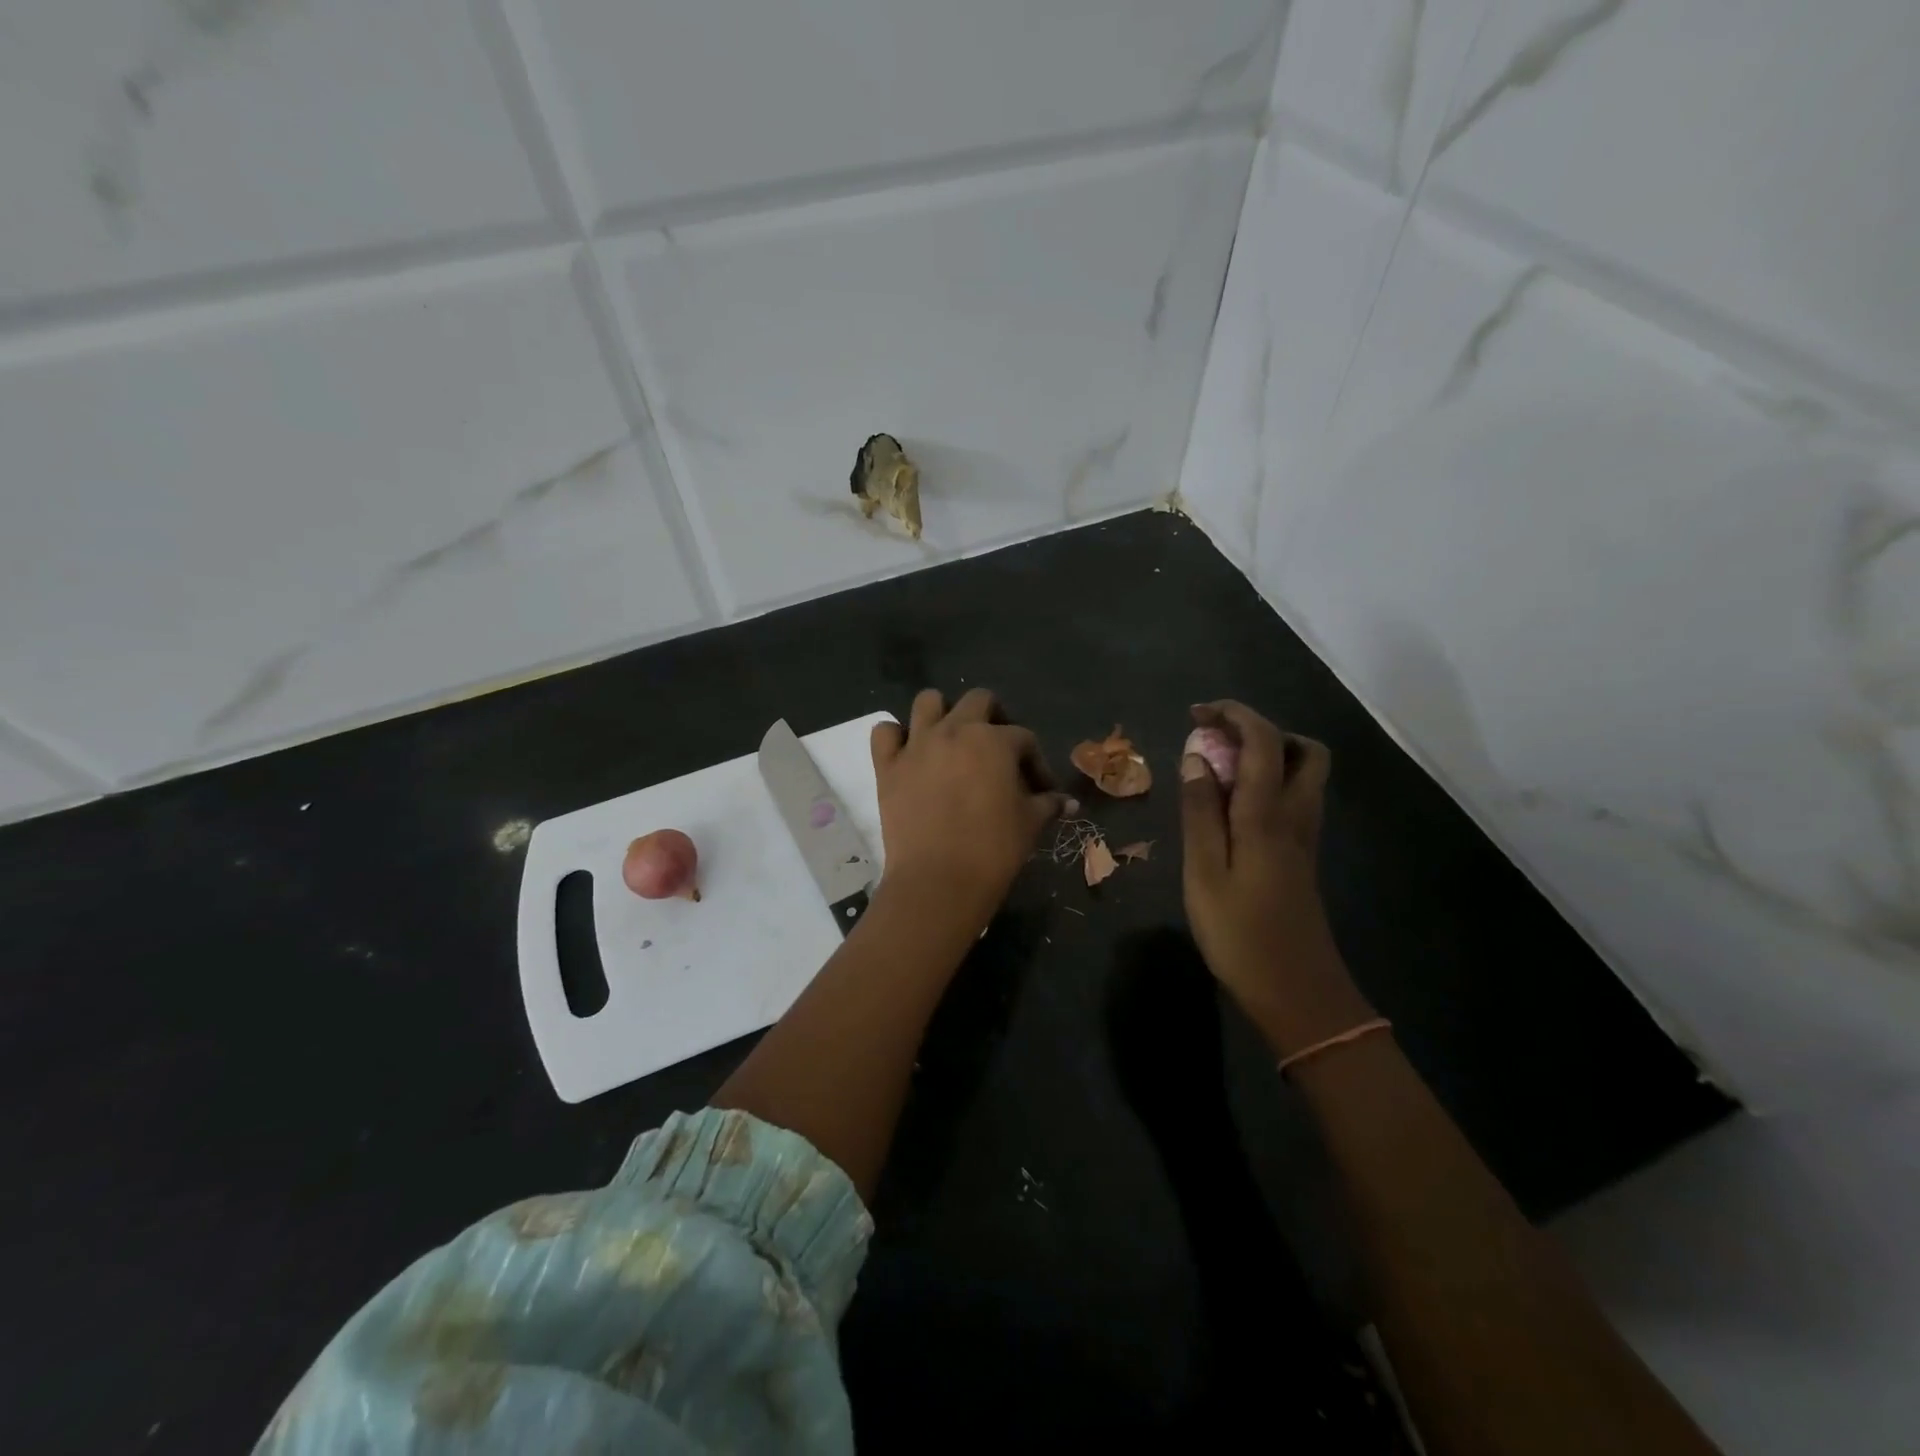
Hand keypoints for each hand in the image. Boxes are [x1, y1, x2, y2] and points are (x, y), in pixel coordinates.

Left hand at [870, 688, 1070, 932]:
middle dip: (994, 717)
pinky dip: (895, 736)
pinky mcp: (888, 766)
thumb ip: (1048, 804)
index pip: (1024, 738)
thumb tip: (1067, 801)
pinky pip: (884, 732)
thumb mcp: (1030, 824)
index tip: (1041, 790)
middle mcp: (955, 730)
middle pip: (978, 700)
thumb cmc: (993, 849)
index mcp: (994, 740)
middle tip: (998, 750)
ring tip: (951, 740)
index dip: (1036, 762)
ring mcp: (917, 745)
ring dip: (942, 713)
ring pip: (928, 701)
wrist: (938, 880)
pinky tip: (908, 753)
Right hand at [1179, 701, 1372, 1055]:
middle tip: (1217, 742)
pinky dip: (1267, 784)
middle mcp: (1296, 815)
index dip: (1234, 715)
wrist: (1297, 993)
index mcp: (1268, 814)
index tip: (1197, 713)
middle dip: (1262, 730)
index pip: (1264, 741)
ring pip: (1303, 775)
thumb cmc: (1240, 934)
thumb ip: (1200, 811)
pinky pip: (1293, 799)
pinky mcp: (1301, 857)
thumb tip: (1196, 758)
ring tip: (1218, 771)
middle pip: (1303, 750)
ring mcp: (1304, 837)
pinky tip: (1231, 807)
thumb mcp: (1204, 872)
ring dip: (1267, 756)